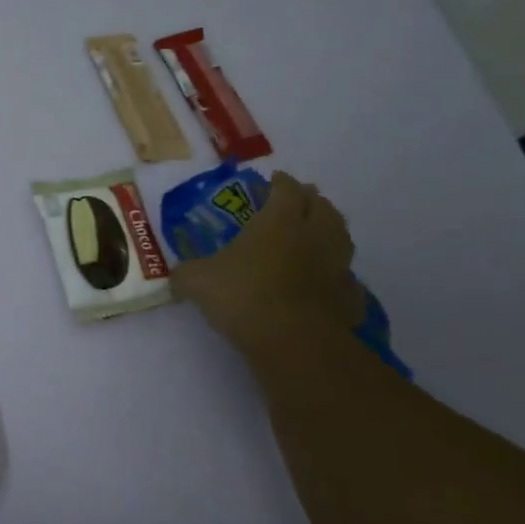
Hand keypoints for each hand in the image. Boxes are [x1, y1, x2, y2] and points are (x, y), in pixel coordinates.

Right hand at [170, 171, 365, 346]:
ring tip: (315, 234)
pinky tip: (324, 280)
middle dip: (311, 199)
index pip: (286, 190)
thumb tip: (175, 277)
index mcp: (279, 221)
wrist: (294, 343)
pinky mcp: (349, 298)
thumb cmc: (243, 296)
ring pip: (341, 237)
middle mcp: (314, 235)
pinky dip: (337, 272)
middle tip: (298, 201)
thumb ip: (185, 273)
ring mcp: (337, 266)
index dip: (280, 182)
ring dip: (330, 230)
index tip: (273, 180)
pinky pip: (345, 276)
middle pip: (322, 206)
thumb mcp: (197, 281)